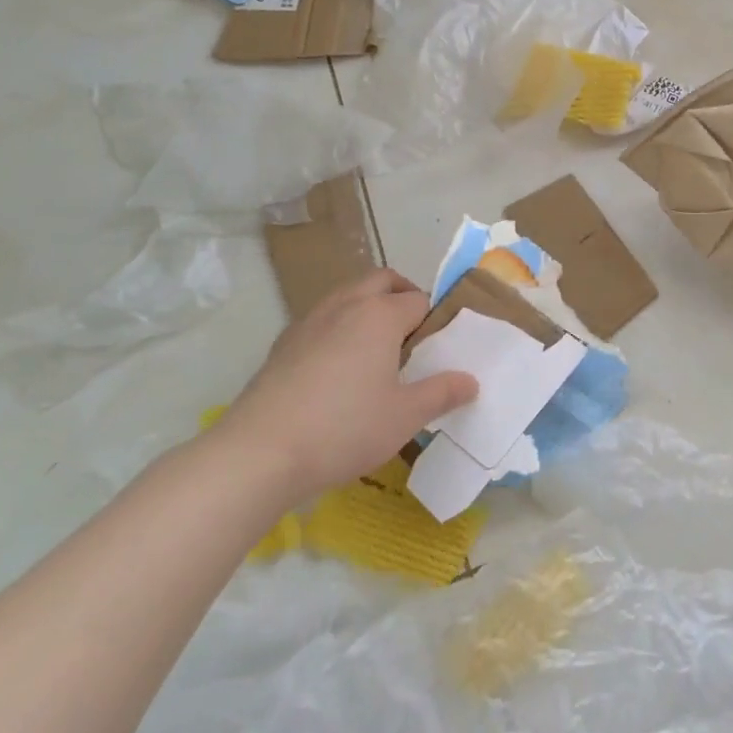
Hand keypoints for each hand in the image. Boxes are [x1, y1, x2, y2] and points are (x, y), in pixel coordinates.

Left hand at [210, 269, 478, 501]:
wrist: (261, 451)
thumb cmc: (345, 428)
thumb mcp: (404, 417)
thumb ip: (441, 393)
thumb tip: (470, 381)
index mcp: (380, 315)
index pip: (418, 300)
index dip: (433, 320)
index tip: (437, 348)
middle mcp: (345, 305)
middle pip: (381, 280)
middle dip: (402, 295)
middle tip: (413, 331)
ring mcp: (309, 320)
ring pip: (347, 294)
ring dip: (368, 306)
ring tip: (376, 348)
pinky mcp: (284, 342)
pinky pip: (322, 318)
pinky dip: (339, 326)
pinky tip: (337, 369)